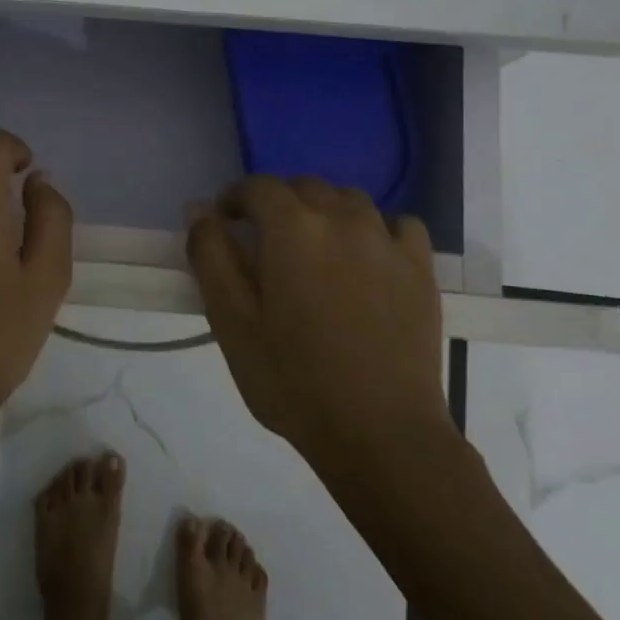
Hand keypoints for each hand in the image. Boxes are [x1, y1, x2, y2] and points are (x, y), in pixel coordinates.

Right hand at [186, 176, 450, 473]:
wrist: (381, 433)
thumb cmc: (293, 381)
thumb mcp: (231, 322)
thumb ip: (210, 256)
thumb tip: (199, 209)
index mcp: (293, 229)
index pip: (258, 187)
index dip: (235, 198)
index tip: (224, 223)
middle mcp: (343, 219)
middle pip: (304, 187)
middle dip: (277, 203)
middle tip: (264, 242)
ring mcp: (388, 241)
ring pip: (350, 200)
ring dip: (324, 211)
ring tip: (315, 249)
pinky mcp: (420, 268)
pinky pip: (398, 225)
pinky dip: (377, 229)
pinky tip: (369, 258)